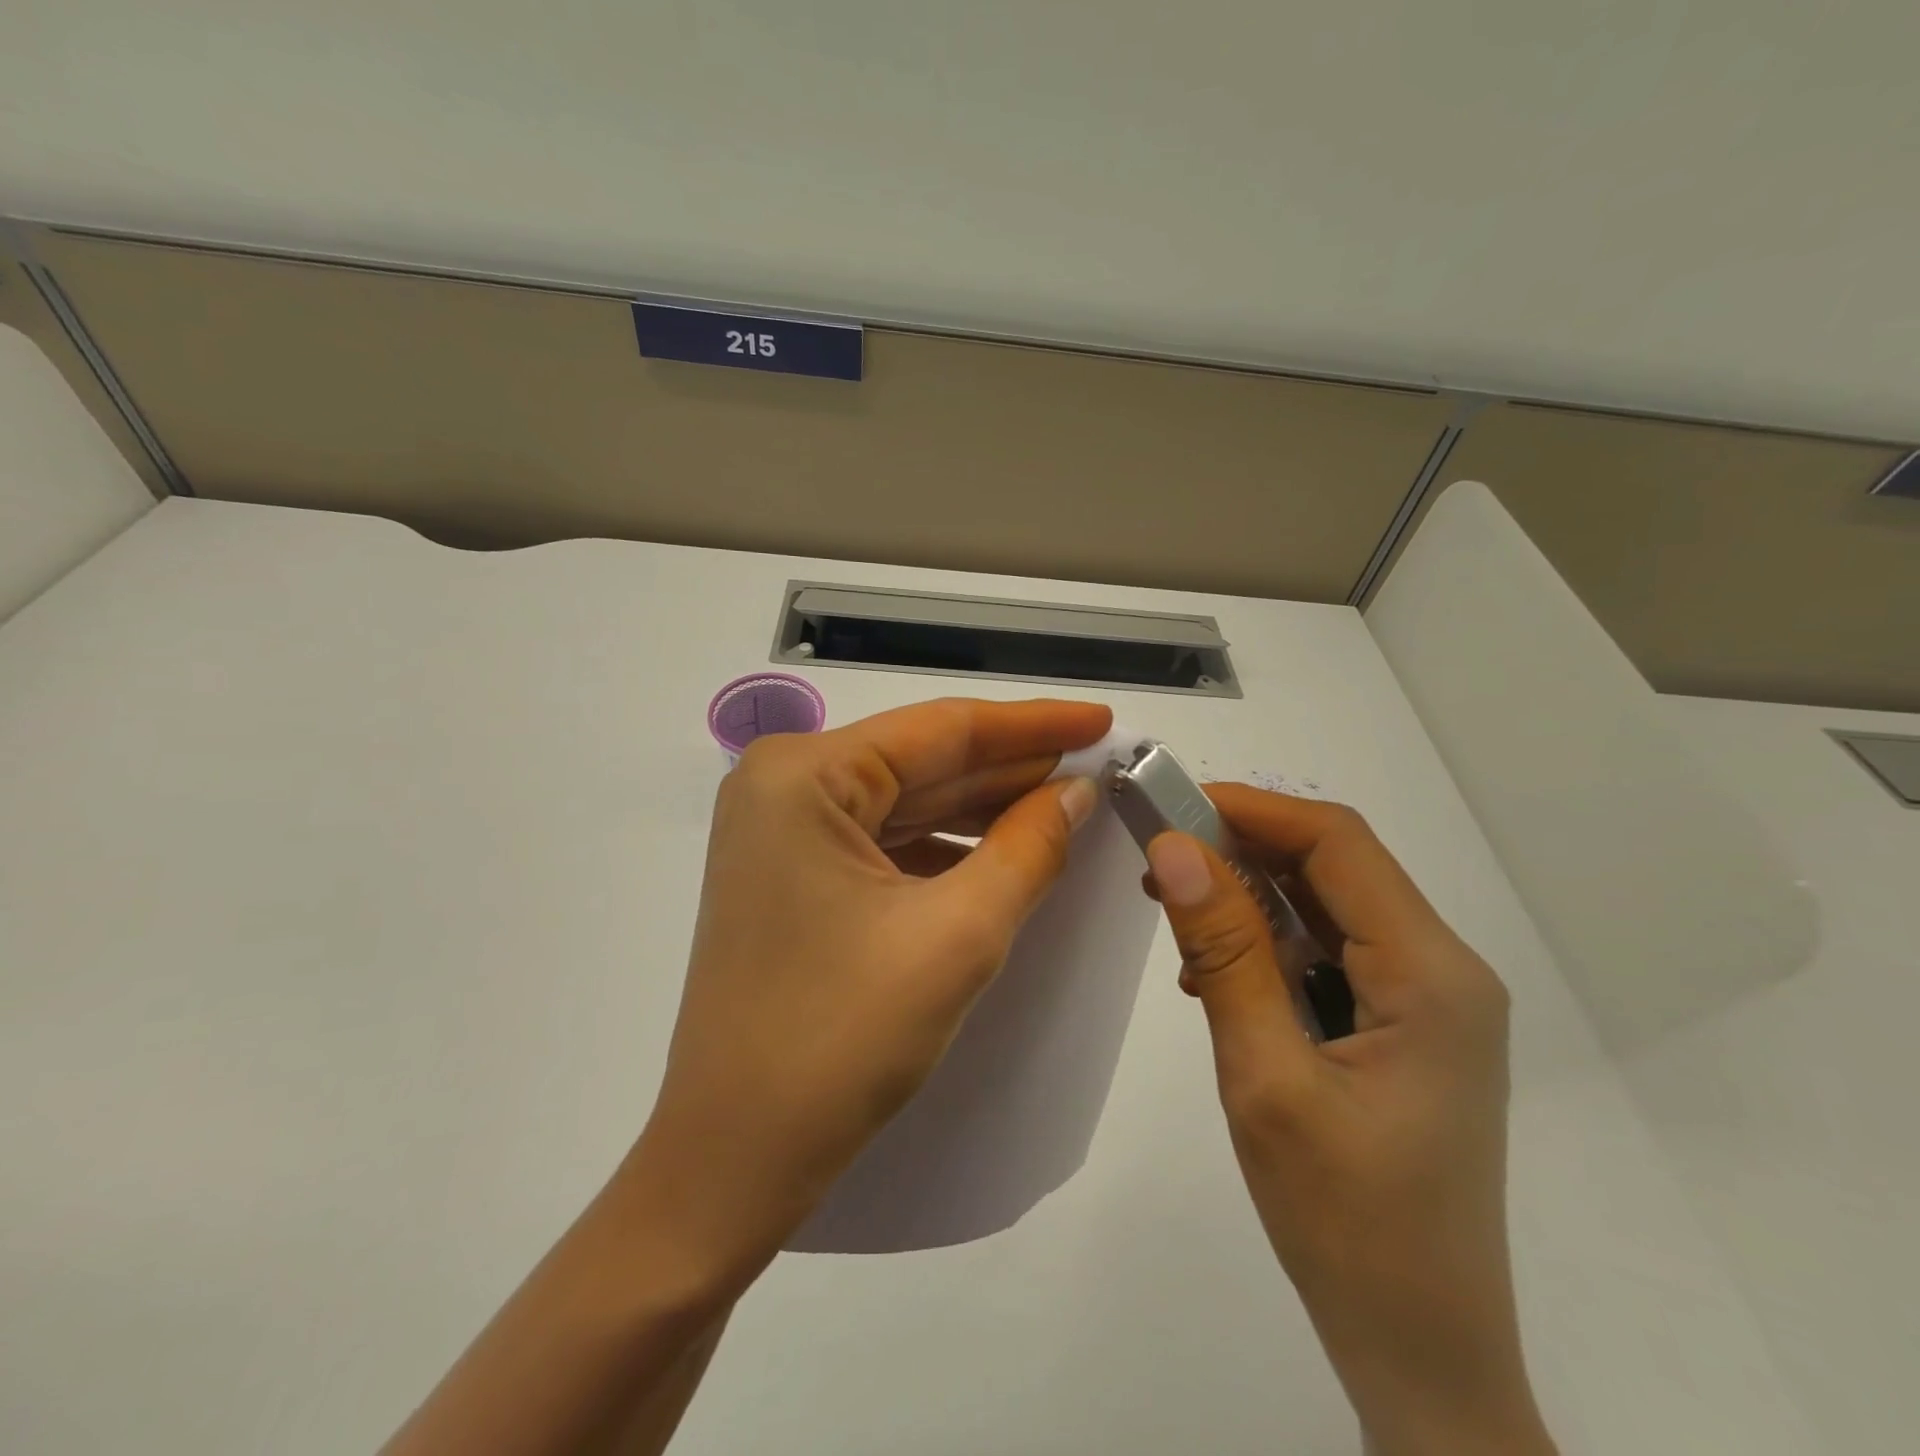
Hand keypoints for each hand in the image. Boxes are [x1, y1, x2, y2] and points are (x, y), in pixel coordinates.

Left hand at [386, 698, 1108, 1455]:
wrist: (735, 1157)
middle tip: (1097, 762)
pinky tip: (1005, 849)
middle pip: (922, 762)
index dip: (1031, 724)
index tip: (1102, 718)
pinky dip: (947, 846)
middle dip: (1012, 767)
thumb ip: (1029, 848)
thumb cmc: (841, 1039)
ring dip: (984, 807)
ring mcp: (783, 831)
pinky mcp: (793, 875)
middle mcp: (784, 785)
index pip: (940, 729)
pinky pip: (886, 841)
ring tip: (1068, 803)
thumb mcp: (957, 935)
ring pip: (907, 802)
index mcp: (804, 775)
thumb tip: (1078, 792)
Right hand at [1144, 785, 1553, 1455]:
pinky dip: (1266, 943)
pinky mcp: (1403, 1026)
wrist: (1418, 1352)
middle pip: (1334, 866)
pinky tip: (1215, 976)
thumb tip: (1174, 849)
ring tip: (1173, 912)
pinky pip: (1327, 951)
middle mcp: (1441, 969)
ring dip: (1247, 896)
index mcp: (1430, 974)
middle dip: (1241, 848)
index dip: (1250, 808)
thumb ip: (1223, 952)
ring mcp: (1427, 999)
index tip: (1169, 806)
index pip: (1337, 843)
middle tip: (1156, 857)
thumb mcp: (1266, 1076)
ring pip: (1326, 906)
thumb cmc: (1345, 1222)